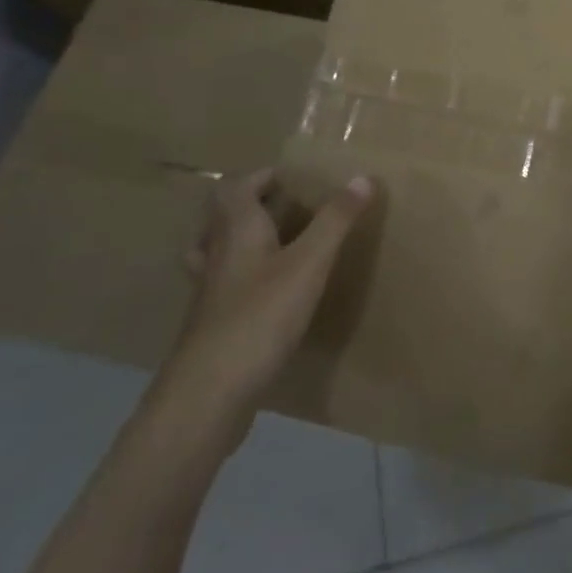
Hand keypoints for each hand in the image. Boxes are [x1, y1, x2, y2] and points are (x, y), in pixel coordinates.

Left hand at [152, 168, 375, 442]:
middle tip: (288, 205)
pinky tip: (269, 295)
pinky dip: (244, 279)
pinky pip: (224, 288)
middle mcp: (217, 257)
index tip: (292, 177)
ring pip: (217, 253)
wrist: (208, 396)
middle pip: (221, 218)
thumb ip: (336, 221)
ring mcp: (210, 295)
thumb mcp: (310, 263)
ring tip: (273, 243)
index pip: (235, 188)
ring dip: (241, 240)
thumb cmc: (260, 317)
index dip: (260, 176)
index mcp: (236, 233)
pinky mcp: (212, 327)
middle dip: (250, 205)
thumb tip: (363, 177)